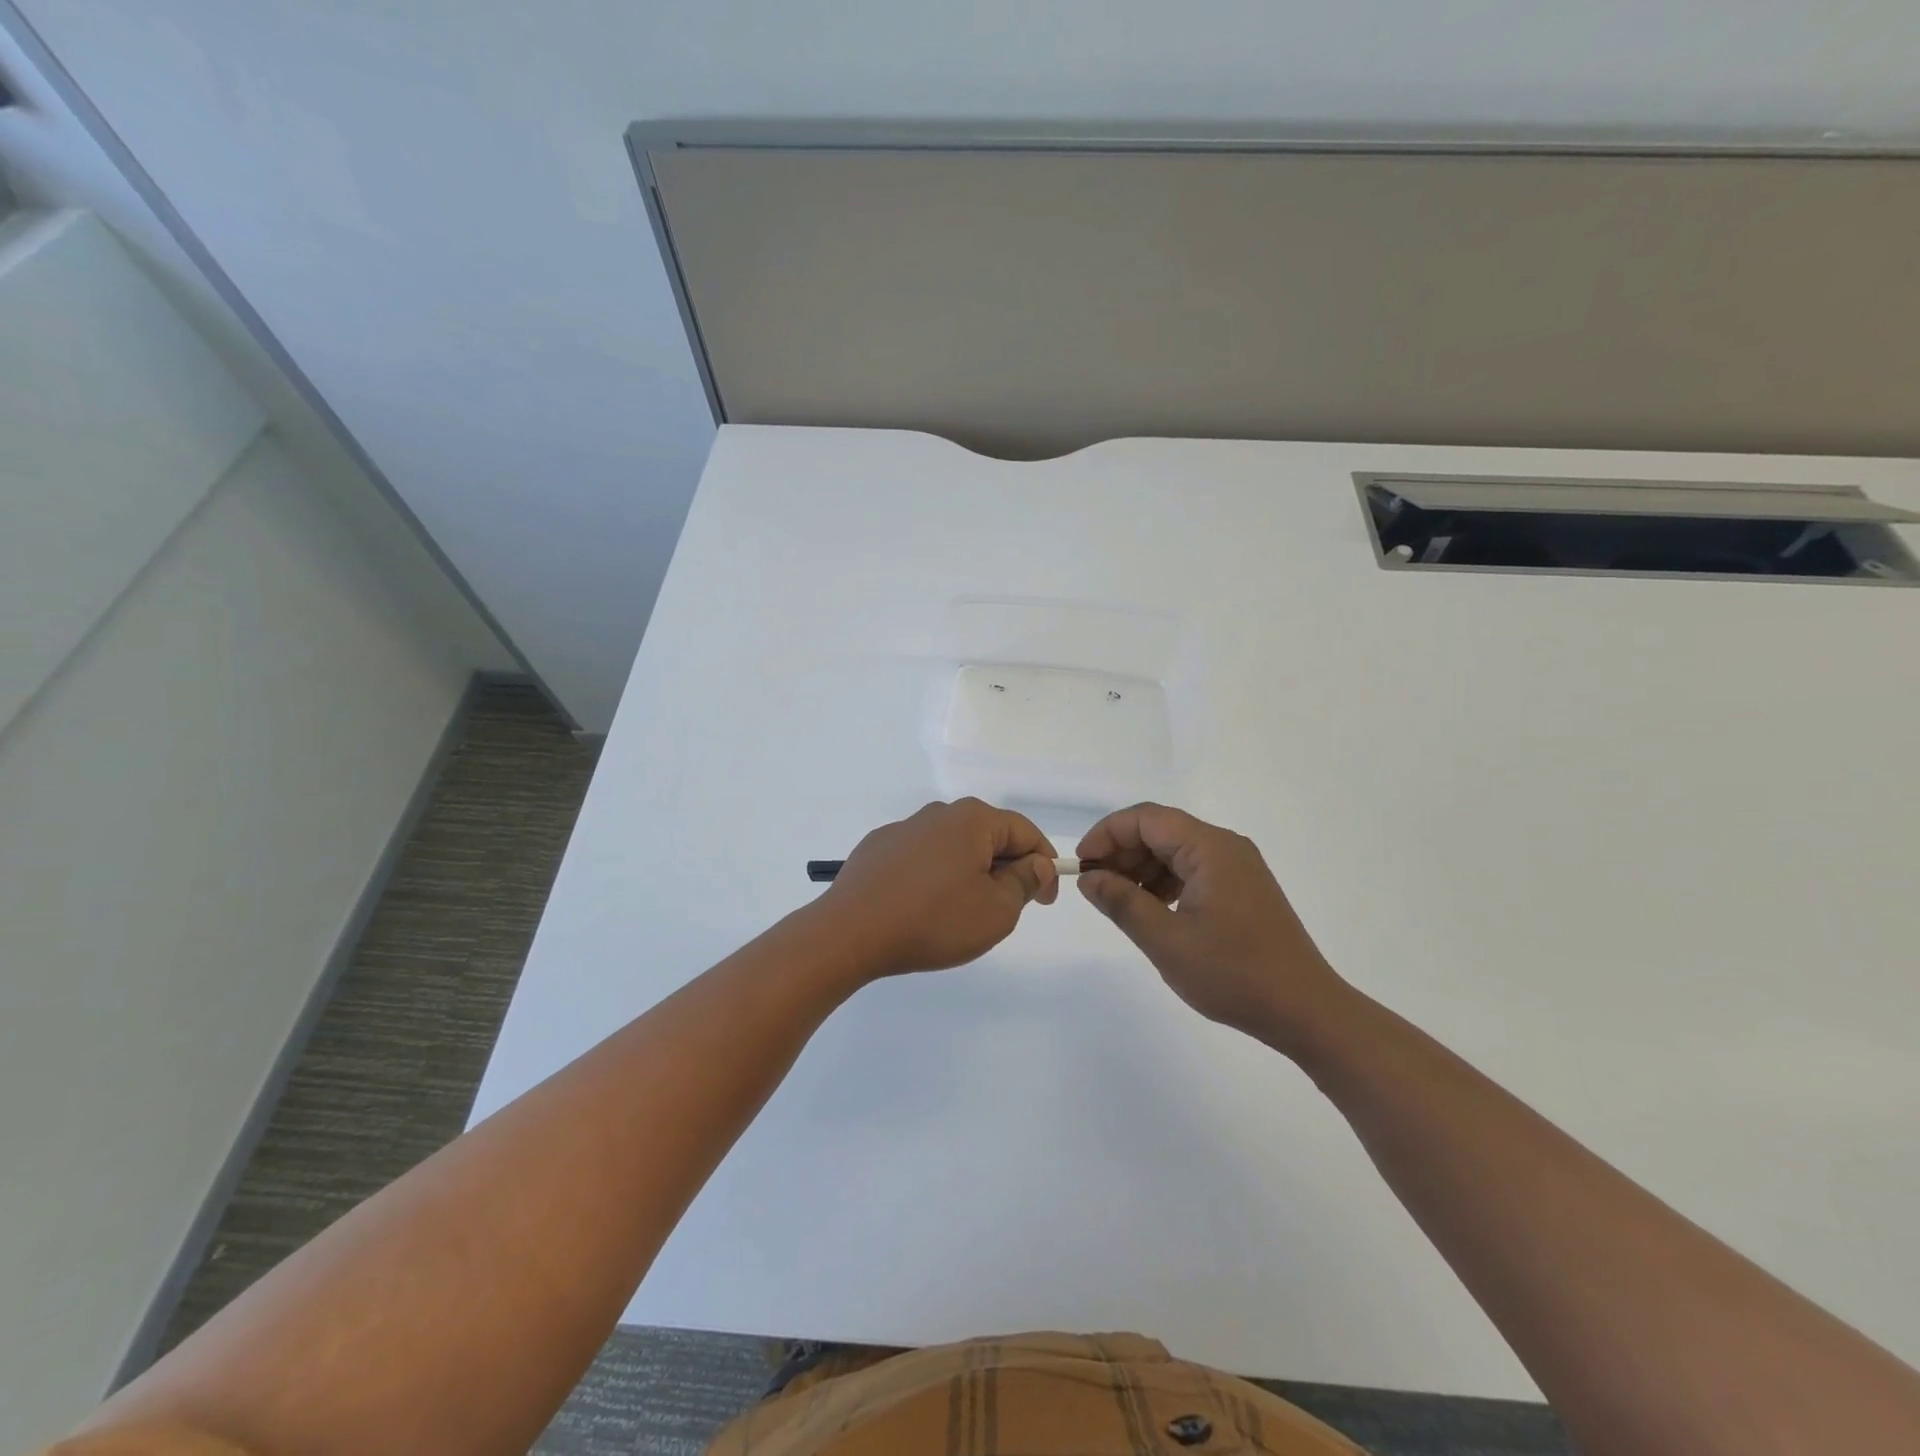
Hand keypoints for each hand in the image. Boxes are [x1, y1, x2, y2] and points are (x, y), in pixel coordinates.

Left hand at [822, 799, 1058, 976]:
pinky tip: (924, 908)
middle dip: (1005, 869)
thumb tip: (1035, 863)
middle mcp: (938, 813)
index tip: (1045, 901)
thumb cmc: (934, 920)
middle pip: (987, 837)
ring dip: (969, 874)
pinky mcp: (877, 849)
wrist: (850, 932)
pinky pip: (921, 858)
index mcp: (972, 819)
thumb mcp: (997, 911)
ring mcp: (903, 829)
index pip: (1024, 832)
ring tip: (963, 913)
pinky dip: (934, 877)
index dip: (1043, 865)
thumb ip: (1024, 882)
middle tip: (1007, 910)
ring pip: (953, 848)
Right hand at [1076, 803, 1347, 1047]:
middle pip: (1160, 830)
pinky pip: (1192, 869)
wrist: (1305, 1010)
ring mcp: (1237, 867)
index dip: (1107, 834)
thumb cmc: (1234, 973)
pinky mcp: (1241, 888)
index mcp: (1210, 848)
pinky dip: (1164, 882)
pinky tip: (1151, 910)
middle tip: (1095, 887)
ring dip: (1141, 869)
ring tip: (1119, 902)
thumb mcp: (1166, 941)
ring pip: (1175, 851)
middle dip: (1122, 852)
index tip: (1082, 865)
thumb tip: (1088, 878)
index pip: (1146, 818)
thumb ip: (1122, 902)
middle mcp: (1225, 846)